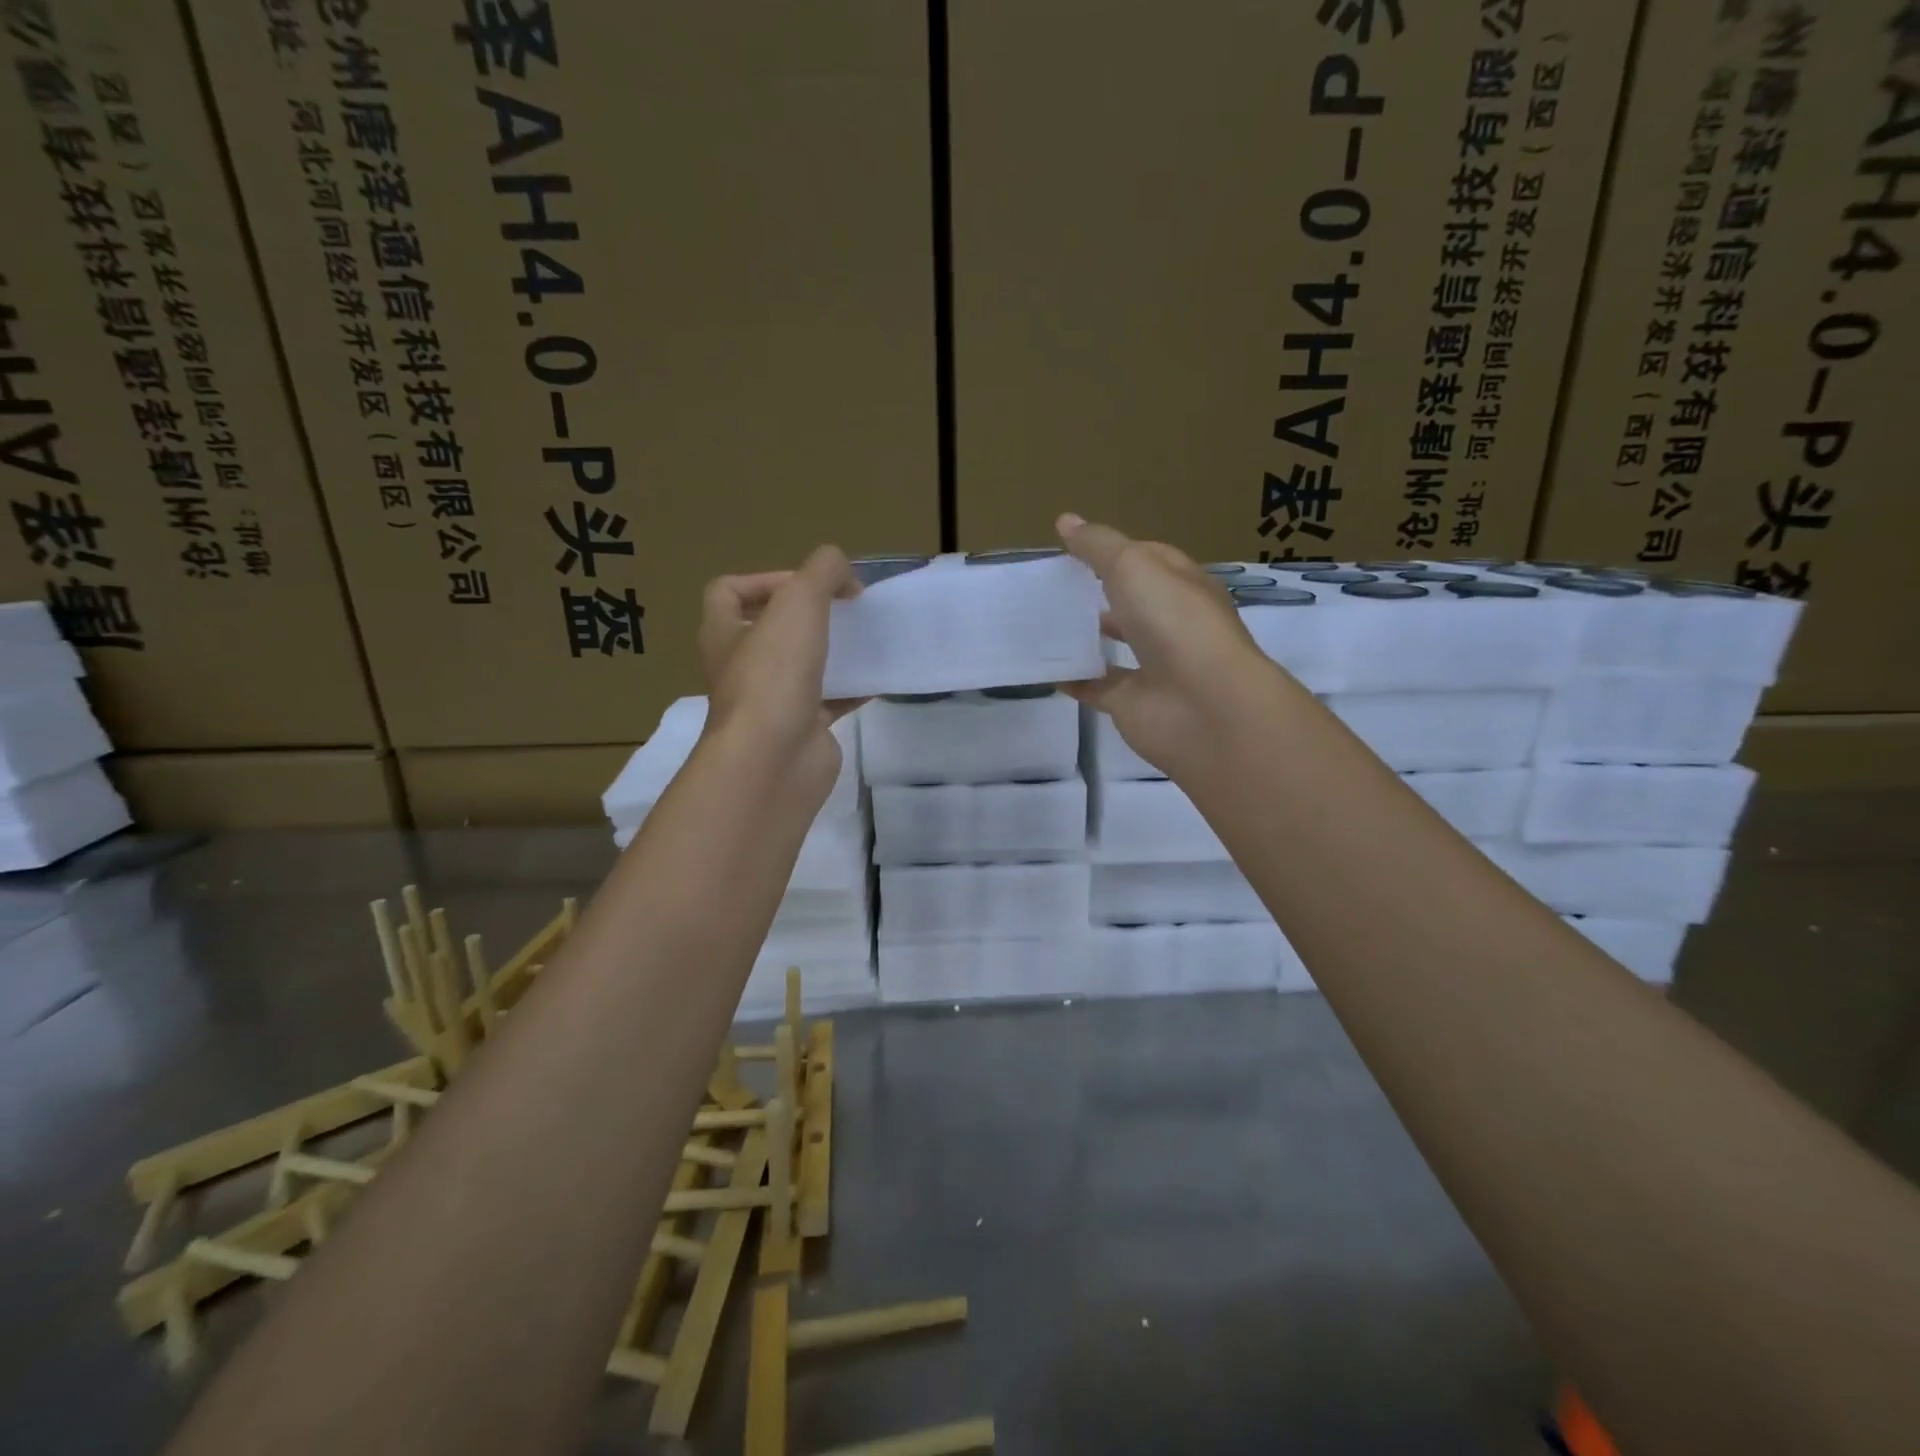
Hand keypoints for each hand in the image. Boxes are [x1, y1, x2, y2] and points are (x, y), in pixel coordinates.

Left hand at [697, 545, 862, 797]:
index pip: (727, 592)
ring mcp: (771, 702)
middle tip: (842, 610)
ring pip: (801, 667)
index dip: (764, 579)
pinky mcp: (802, 729)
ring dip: (831, 652)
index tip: (807, 585)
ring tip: (864, 639)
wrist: (776, 759)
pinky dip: (853, 688)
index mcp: (723, 634)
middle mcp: (741, 667)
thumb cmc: (775, 675)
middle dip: (805, 617)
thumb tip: (844, 573)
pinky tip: (879, 678)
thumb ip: (822, 571)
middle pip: (768, 631)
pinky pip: (830, 701)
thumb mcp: (799, 602)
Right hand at [1056, 513, 1279, 778]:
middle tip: (1054, 586)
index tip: (1074, 549)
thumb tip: (1065, 520)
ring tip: (1045, 622)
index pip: (1151, 559)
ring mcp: (1153, 667)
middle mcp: (1172, 625)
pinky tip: (1045, 668)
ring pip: (1115, 646)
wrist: (1202, 705)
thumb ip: (1098, 546)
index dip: (1116, 551)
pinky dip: (1074, 679)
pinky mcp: (1132, 703)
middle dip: (1099, 594)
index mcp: (1183, 586)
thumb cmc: (1174, 622)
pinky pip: (1097, 688)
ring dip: (1087, 636)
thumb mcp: (1134, 567)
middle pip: (1133, 603)